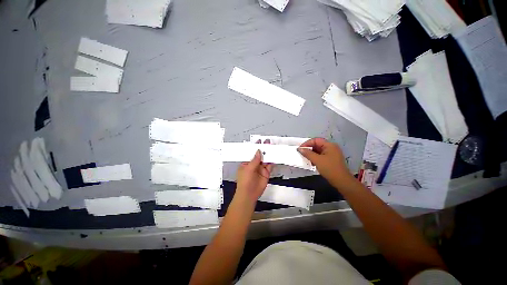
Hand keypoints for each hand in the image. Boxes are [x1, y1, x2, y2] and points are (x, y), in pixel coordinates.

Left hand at [235, 140, 273, 205]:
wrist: (249, 194)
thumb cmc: (244, 182)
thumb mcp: (248, 169)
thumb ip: (255, 160)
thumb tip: (258, 151)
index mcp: (246, 162)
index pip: (251, 153)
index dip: (255, 147)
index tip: (259, 141)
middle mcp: (254, 165)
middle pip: (259, 155)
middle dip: (263, 149)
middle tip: (267, 142)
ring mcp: (260, 168)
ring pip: (265, 159)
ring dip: (268, 154)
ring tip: (272, 147)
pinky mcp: (266, 173)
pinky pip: (270, 165)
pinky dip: (272, 161)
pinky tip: (274, 156)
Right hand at [298, 138, 354, 188]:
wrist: (341, 181)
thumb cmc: (329, 168)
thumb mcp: (317, 160)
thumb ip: (307, 153)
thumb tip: (300, 149)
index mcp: (329, 145)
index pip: (316, 140)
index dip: (307, 143)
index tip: (300, 149)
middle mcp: (331, 147)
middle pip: (317, 145)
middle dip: (309, 148)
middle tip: (302, 153)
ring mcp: (332, 154)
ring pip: (319, 151)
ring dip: (311, 154)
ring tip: (305, 158)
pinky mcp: (331, 159)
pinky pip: (321, 155)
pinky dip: (315, 157)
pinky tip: (311, 162)